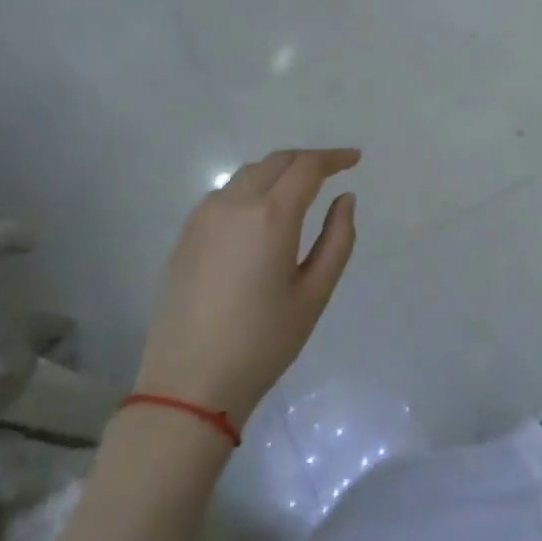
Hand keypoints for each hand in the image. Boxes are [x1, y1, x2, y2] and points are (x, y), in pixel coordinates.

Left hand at [134, 148, 359, 426]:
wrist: (189, 383)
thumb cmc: (264, 341)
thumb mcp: (315, 293)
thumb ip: (337, 239)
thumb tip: (345, 199)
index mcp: (271, 216)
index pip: (307, 167)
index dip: (334, 158)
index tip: (355, 159)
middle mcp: (234, 204)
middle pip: (276, 162)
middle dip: (308, 160)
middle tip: (333, 171)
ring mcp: (203, 217)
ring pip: (248, 173)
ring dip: (278, 171)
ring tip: (301, 189)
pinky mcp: (186, 235)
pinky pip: (225, 193)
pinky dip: (252, 188)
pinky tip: (262, 213)